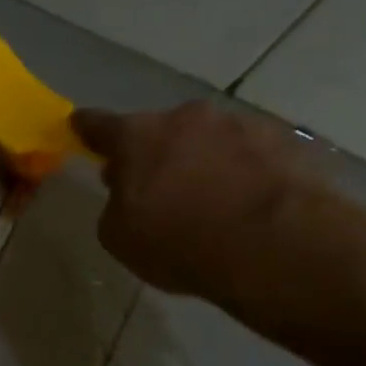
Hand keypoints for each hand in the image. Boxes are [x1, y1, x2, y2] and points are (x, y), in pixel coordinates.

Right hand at [71, 101, 327, 306]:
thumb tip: (128, 193)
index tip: (79, 126)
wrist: (276, 247)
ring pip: (208, 140)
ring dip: (201, 161)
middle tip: (155, 187)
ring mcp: (241, 124)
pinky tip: (246, 205)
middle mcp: (187, 119)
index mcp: (138, 137)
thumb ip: (115, 206)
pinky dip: (242, 172)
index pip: (99, 124)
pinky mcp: (285, 141)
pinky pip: (250, 154)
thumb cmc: (179, 242)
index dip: (87, 128)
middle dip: (154, 153)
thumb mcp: (120, 237)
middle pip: (160, 131)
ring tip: (209, 201)